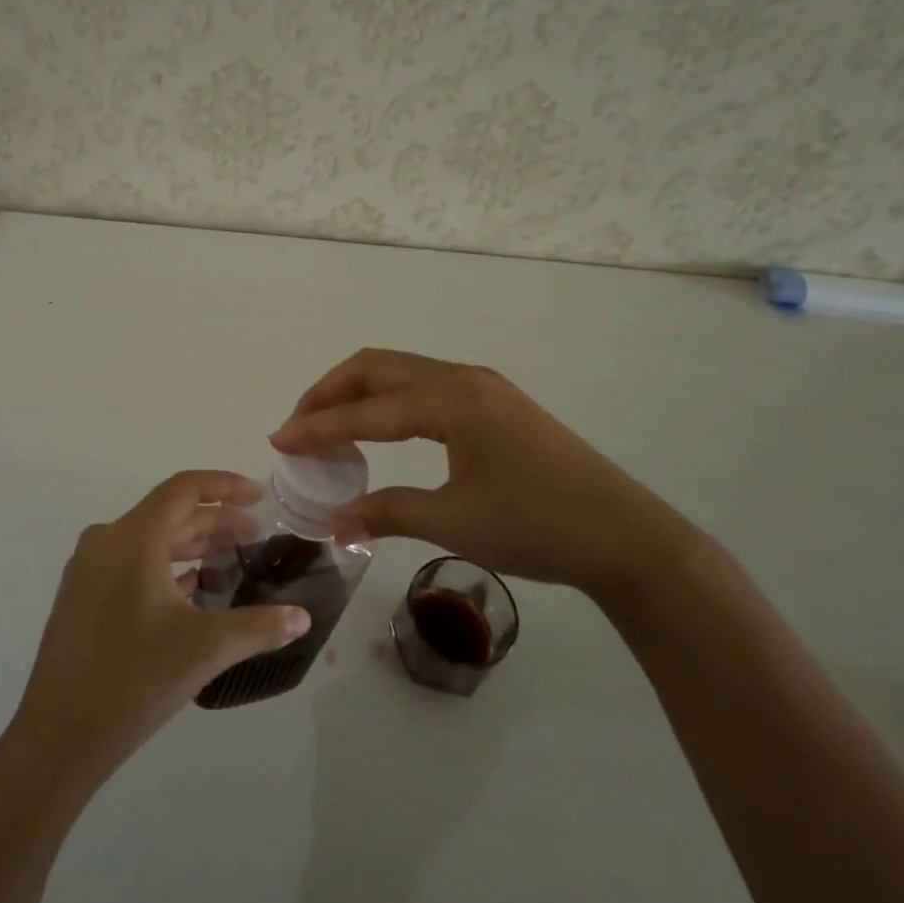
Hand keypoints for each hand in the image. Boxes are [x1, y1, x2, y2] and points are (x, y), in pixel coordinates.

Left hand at [9, 470, 310, 785]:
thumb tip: (302, 617)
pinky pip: (131, 563)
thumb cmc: (133, 681)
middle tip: (255, 536)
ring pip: (150, 540)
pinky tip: (192, 589)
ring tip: (231, 560)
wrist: (56, 739)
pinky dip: (166, 567)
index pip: (184, 489)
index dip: (224, 485)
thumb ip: (259, 627)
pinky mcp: (81, 596)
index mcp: (133, 538)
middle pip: (169, 514)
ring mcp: (88, 569)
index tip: (259, 494)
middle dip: (215, 522)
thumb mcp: (205, 649)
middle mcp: (106, 541)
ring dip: (192, 545)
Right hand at [270, 349, 700, 603]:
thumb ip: (387, 512)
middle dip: (330, 392)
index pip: (366, 409)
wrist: (625, 535)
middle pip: (377, 367)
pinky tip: (381, 429)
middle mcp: (462, 378)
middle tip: (299, 428)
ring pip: (401, 372)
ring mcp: (482, 385)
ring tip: (330, 427)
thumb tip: (332, 521)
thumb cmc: (537, 527)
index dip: (317, 426)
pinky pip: (424, 386)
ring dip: (359, 392)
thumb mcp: (455, 522)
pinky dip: (389, 400)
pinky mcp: (495, 401)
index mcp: (450, 399)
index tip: (278, 441)